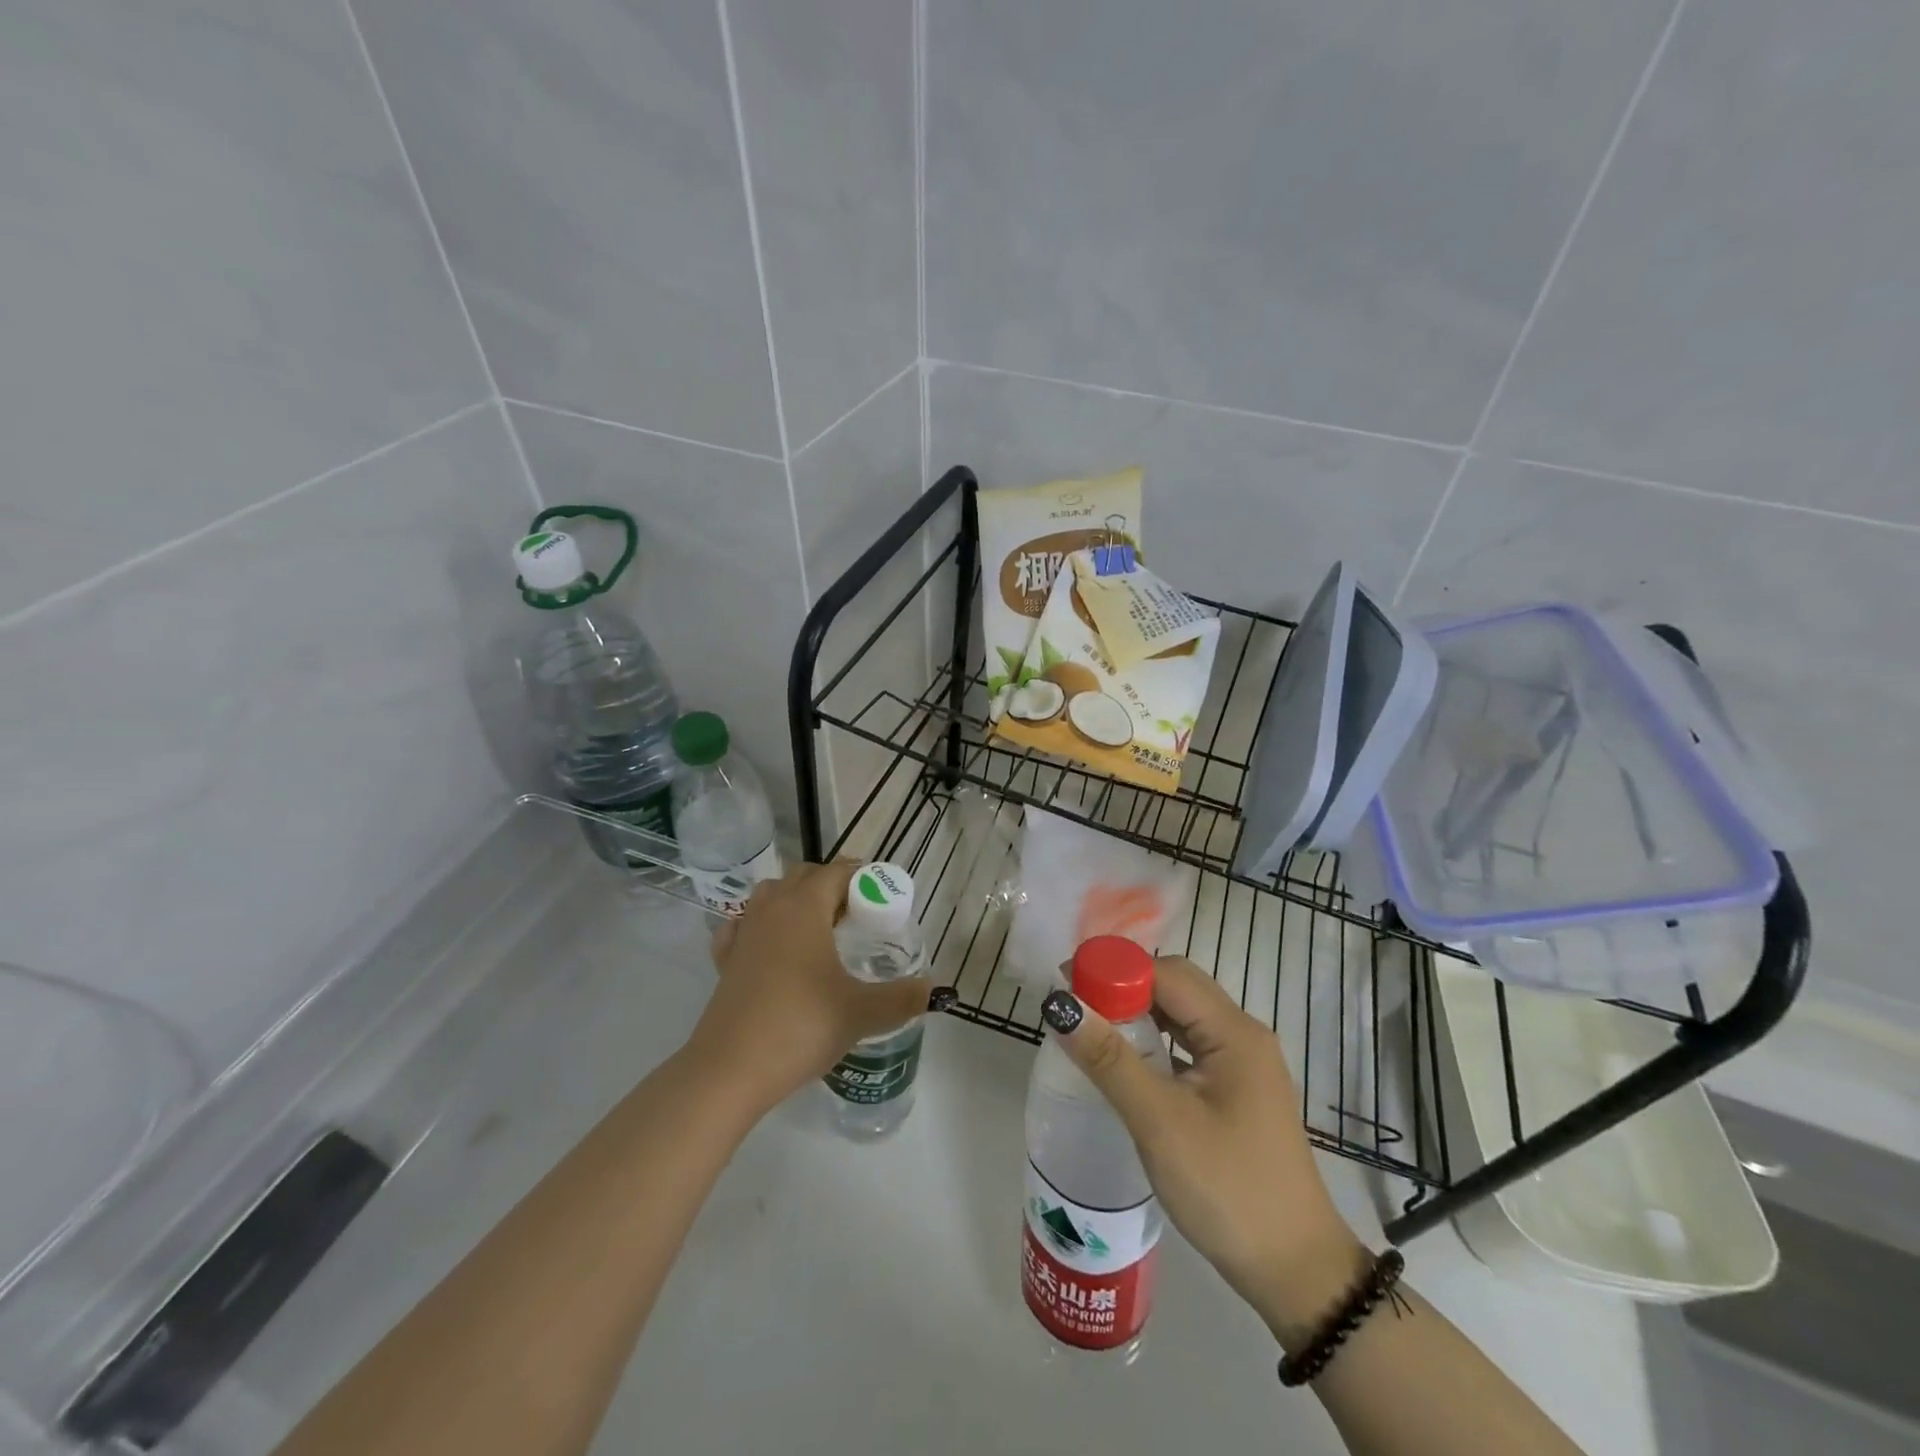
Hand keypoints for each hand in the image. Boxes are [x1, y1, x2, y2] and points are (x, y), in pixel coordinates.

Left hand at [689, 861, 932, 1113]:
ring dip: (796, 900)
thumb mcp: (861, 1013)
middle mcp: (772, 909)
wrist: (730, 1070)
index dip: (862, 876)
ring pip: (771, 895)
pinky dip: (761, 925)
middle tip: (858, 915)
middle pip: (803, 876)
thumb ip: (903, 998)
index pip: (837, 871)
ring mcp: (743, 933)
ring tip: (820, 929)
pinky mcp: (725, 961)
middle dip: (832, 885)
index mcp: (805, 907)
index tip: (883, 896)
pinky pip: (744, 926)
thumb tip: (937, 990)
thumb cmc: (801, 1026)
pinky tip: (773, 948)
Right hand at [1043, 957, 1368, 1346]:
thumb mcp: (1161, 1123)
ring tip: (1091, 1030)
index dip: (1115, 970)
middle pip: (1175, 987)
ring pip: (1181, 1017)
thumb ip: (1110, 1059)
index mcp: (1233, 1032)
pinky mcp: (1236, 1091)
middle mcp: (1242, 1035)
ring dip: (1137, 1015)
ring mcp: (1243, 1064)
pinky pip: (1188, 1047)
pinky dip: (1154, 1043)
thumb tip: (1061, 1005)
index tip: (1066, 983)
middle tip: (1075, 1008)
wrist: (1296, 1273)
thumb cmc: (1228, 1190)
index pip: (1166, 973)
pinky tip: (1126, 1066)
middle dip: (1124, 988)